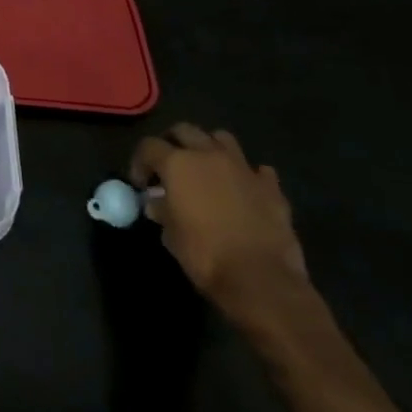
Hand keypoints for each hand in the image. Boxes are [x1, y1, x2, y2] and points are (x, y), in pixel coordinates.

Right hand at [131, 124, 309, 326]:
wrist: (261, 281)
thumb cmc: (205, 255)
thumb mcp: (170, 234)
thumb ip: (162, 210)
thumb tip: (157, 202)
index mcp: (177, 163)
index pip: (149, 146)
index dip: (140, 162)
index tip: (141, 183)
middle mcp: (209, 156)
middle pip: (184, 130)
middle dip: (172, 143)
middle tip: (169, 166)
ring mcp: (244, 169)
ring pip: (222, 138)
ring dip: (210, 148)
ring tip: (206, 169)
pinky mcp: (272, 188)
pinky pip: (257, 170)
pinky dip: (247, 175)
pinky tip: (243, 190)